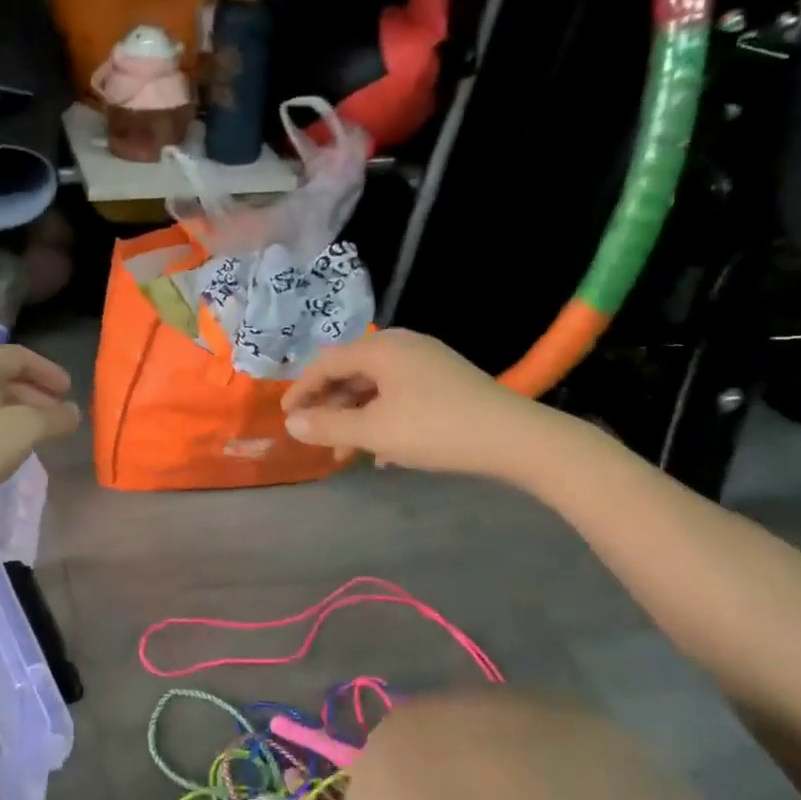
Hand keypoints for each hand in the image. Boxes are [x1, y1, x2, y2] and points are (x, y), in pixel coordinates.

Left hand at [0, 346, 81, 540]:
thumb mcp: (25, 430)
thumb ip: (55, 418)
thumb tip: (72, 413)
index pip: (19, 356)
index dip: (48, 371)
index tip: (69, 391)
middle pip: (2, 377)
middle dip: (35, 394)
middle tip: (57, 415)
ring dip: (17, 412)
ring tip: (37, 434)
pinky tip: (6, 450)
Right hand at [282, 329, 561, 477]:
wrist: (513, 438)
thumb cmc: (435, 429)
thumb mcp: (374, 431)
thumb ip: (328, 426)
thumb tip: (292, 424)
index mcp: (381, 349)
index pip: (327, 363)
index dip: (302, 390)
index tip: (286, 417)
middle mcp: (402, 345)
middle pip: (351, 373)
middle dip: (330, 408)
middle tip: (316, 438)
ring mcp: (428, 362)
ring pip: (377, 388)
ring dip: (356, 419)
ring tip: (349, 454)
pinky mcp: (446, 381)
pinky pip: (400, 395)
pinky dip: (383, 419)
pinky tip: (385, 453)